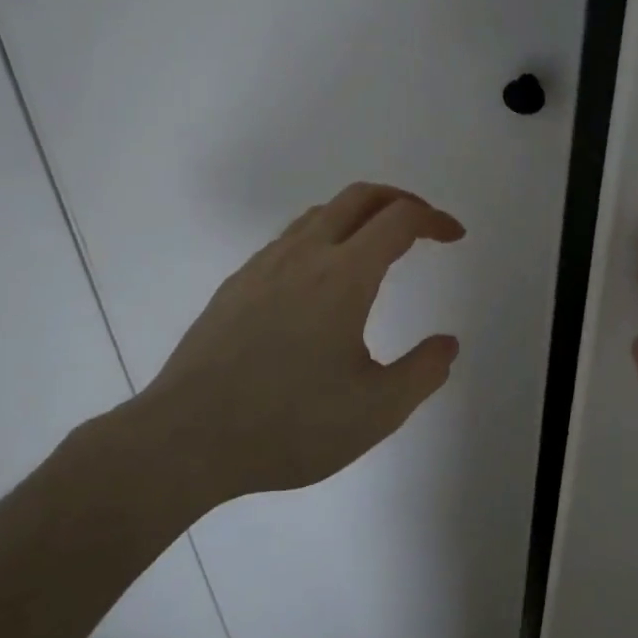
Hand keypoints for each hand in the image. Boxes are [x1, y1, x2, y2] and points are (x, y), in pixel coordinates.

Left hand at [117, 182, 464, 517]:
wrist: (183, 440)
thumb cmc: (288, 425)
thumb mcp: (376, 412)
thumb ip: (423, 372)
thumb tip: (447, 344)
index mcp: (345, 276)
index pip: (399, 219)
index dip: (434, 219)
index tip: (454, 236)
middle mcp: (304, 255)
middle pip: (360, 197)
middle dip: (400, 200)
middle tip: (423, 226)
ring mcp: (264, 266)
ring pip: (320, 213)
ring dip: (359, 216)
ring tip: (377, 248)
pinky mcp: (236, 285)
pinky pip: (290, 239)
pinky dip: (323, 236)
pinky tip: (320, 282)